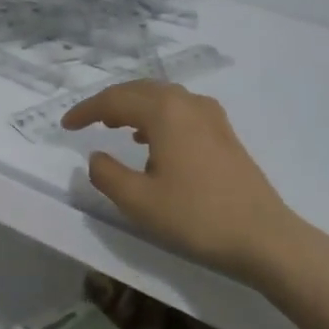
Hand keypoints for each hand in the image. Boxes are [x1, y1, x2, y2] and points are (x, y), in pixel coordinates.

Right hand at [61, 82, 311, 286]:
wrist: (264, 237)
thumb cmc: (196, 217)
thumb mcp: (139, 202)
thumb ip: (107, 175)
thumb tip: (97, 156)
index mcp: (164, 112)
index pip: (114, 100)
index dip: (86, 111)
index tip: (65, 125)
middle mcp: (187, 103)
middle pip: (139, 90)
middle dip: (109, 102)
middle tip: (86, 120)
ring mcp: (211, 116)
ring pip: (162, 97)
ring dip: (134, 106)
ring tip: (114, 125)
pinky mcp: (224, 133)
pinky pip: (180, 110)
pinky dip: (157, 116)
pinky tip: (152, 140)